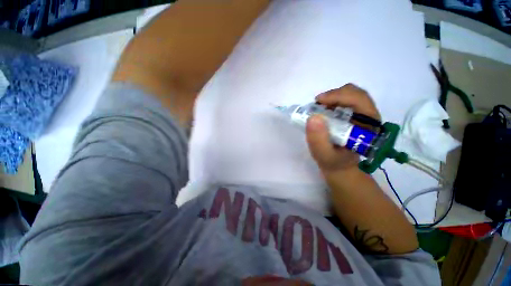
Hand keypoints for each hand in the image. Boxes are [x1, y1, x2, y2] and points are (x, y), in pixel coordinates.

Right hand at [306, 84, 380, 173]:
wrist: (339, 165)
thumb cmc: (333, 161)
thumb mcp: (323, 155)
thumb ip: (318, 140)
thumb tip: (313, 117)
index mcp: (369, 127)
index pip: (360, 101)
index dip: (340, 96)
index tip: (319, 101)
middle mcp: (369, 117)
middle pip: (356, 94)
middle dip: (335, 95)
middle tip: (317, 103)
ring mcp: (362, 115)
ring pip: (351, 94)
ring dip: (333, 97)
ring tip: (318, 107)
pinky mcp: (354, 115)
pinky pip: (345, 100)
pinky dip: (332, 100)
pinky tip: (323, 108)